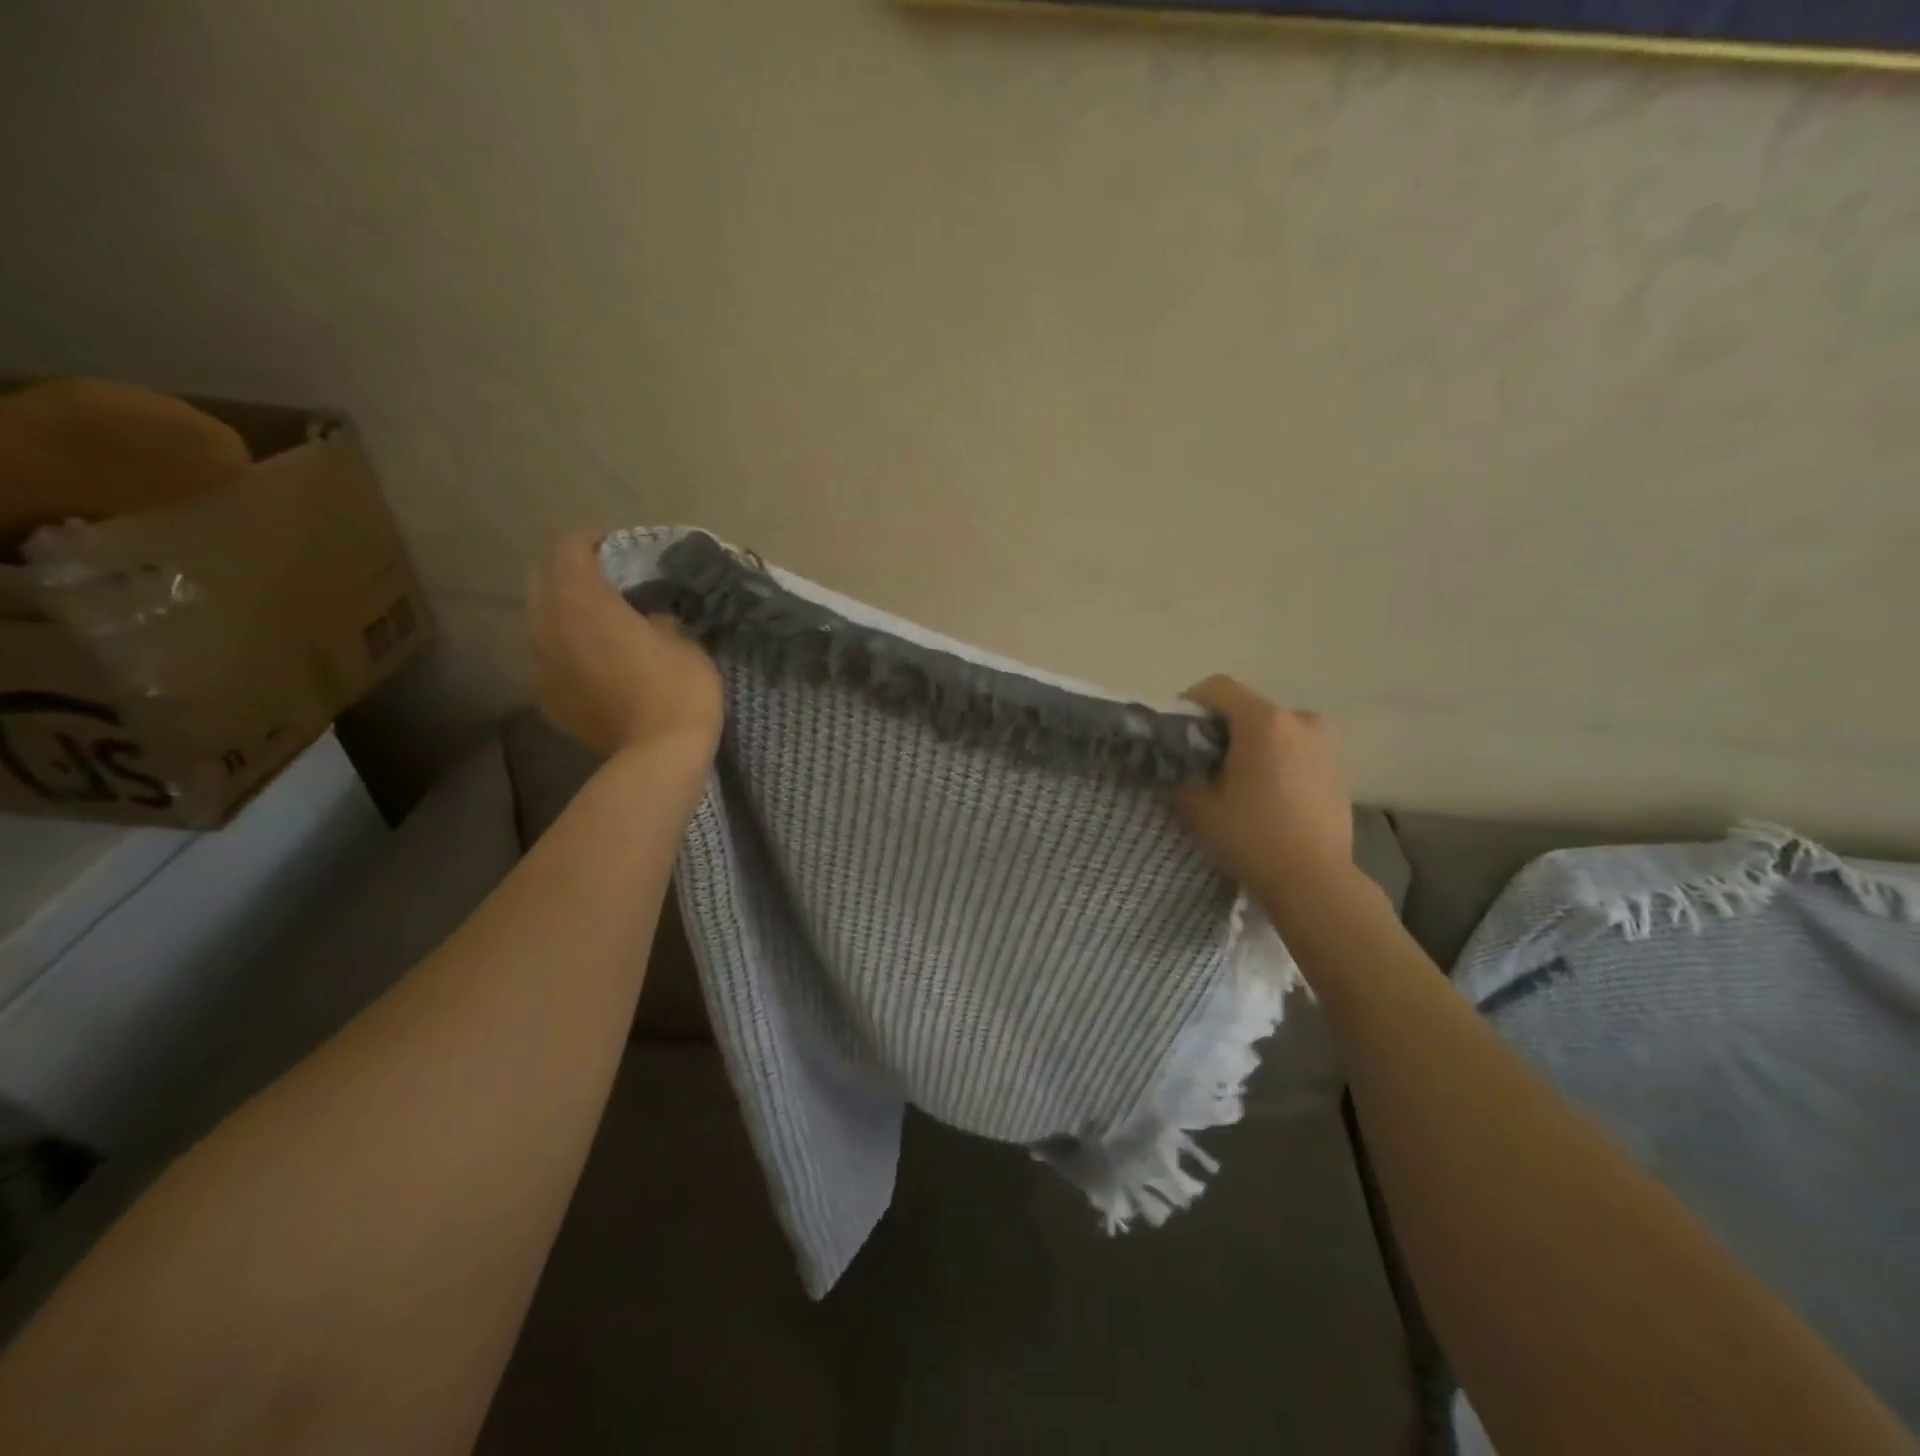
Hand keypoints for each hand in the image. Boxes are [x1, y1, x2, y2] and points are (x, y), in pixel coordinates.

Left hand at [528, 535, 722, 760]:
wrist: (659, 754)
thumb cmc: (678, 687)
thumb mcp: (684, 639)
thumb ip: (655, 617)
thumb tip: (646, 617)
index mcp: (583, 600)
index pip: (569, 549)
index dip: (592, 543)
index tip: (618, 550)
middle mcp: (549, 624)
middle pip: (543, 580)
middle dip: (569, 575)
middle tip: (605, 584)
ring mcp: (541, 664)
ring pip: (541, 622)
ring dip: (565, 615)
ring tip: (599, 625)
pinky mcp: (546, 697)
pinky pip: (549, 660)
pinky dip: (567, 653)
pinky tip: (595, 667)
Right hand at [1173, 676, 1352, 891]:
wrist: (1314, 881)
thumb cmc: (1252, 838)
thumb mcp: (1198, 808)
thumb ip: (1182, 776)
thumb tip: (1181, 767)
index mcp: (1265, 721)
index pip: (1218, 687)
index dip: (1190, 702)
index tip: (1178, 733)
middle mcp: (1301, 719)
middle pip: (1248, 706)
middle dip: (1222, 727)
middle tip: (1203, 761)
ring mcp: (1326, 742)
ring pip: (1274, 728)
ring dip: (1252, 743)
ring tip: (1237, 780)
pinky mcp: (1339, 766)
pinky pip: (1296, 748)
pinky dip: (1277, 759)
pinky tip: (1266, 793)